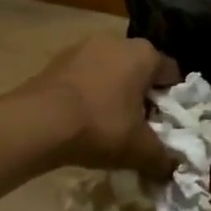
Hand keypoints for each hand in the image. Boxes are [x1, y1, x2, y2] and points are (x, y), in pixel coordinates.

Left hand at [19, 34, 180, 177]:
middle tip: (139, 127)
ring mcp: (83, 46)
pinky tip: (83, 119)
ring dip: (115, 93)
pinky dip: (90, 93)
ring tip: (109, 125)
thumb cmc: (100, 126)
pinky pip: (85, 77)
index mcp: (145, 54)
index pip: (172, 74)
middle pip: (140, 70)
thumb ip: (163, 159)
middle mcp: (117, 41)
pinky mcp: (57, 60)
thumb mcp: (140, 150)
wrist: (37, 123)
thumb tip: (172, 170)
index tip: (166, 125)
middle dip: (142, 96)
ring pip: (111, 71)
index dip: (173, 101)